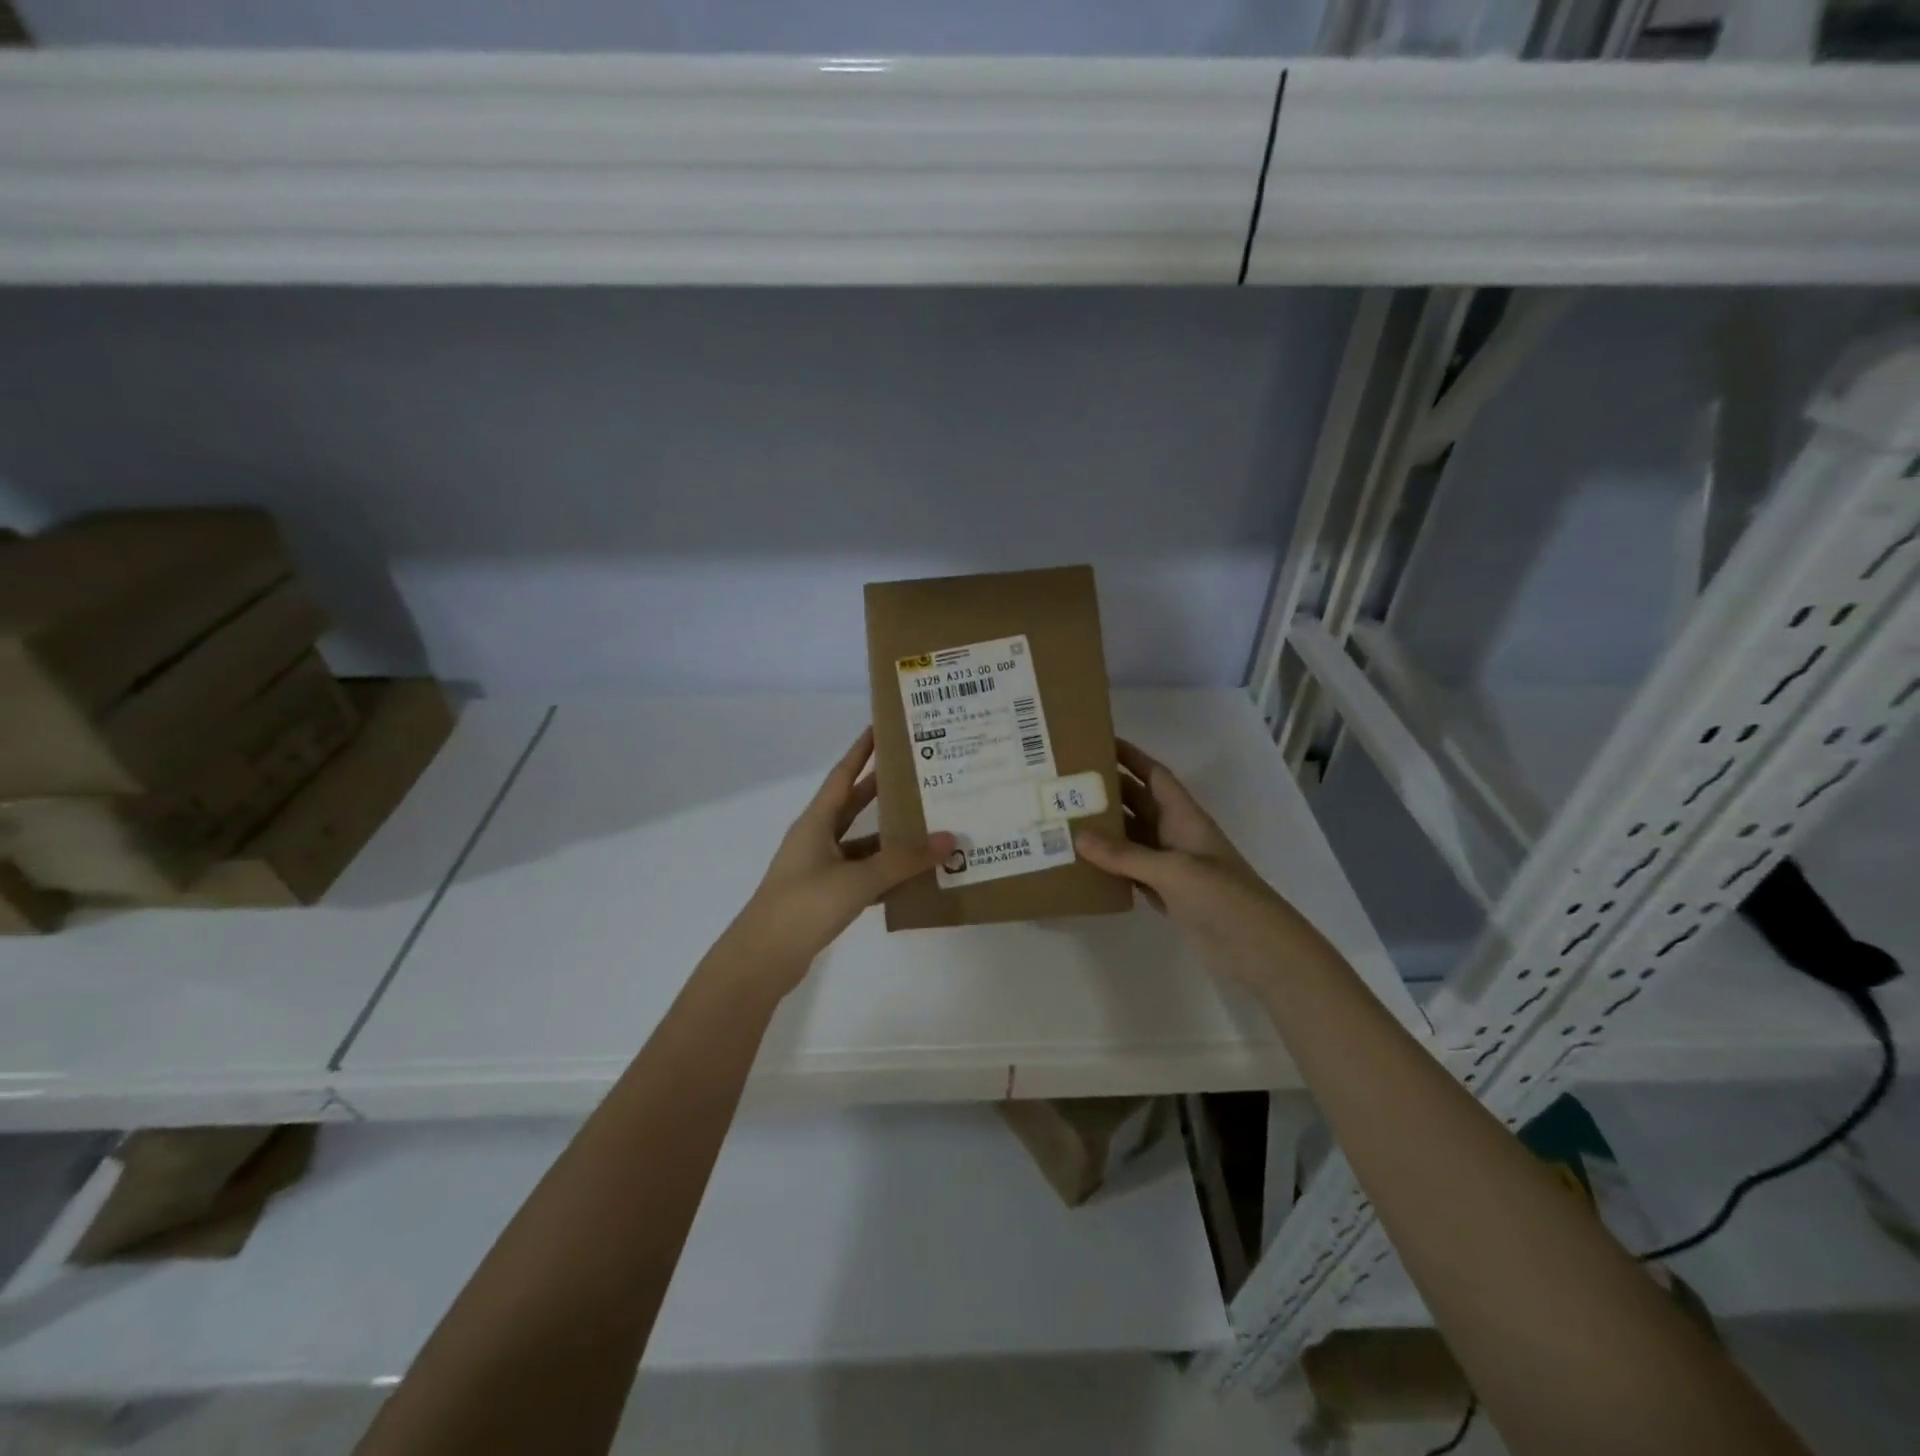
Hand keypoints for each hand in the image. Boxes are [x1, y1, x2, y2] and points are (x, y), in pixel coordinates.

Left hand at [724, 728, 954, 994]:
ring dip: (890, 835)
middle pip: (854, 805)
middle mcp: (817, 838)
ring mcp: (820, 868)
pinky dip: (886, 871)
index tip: (882, 727)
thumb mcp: (858, 879)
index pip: (843, 775)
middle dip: (882, 788)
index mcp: (816, 822)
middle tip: (918, 771)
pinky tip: (914, 873)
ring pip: (862, 842)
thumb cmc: (805, 906)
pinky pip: (863, 873)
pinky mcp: (825, 895)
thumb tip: (949, 839)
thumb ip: (903, 860)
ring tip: (929, 823)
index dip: (861, 751)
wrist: (763, 959)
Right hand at [1074, 739, 1312, 992]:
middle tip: (1066, 783)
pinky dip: (1109, 865)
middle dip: (1108, 792)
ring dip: (1105, 830)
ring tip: (1064, 820)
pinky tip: (1082, 864)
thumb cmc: (1223, 897)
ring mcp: (1172, 866)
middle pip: (1138, 804)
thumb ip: (1126, 854)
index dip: (1131, 757)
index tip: (1098, 743)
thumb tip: (1078, 835)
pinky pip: (1131, 870)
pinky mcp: (1166, 894)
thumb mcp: (1173, 870)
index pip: (1155, 776)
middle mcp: (1176, 835)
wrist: (1258, 949)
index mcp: (1185, 817)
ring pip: (1132, 838)